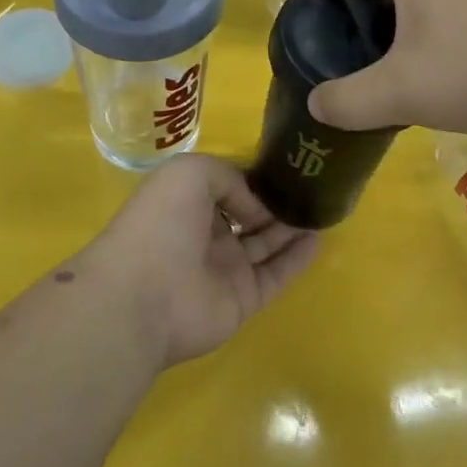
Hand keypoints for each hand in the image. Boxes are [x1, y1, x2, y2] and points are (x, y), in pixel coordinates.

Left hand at [83, 155, 319, 368]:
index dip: (252, 178)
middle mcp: (206, 234)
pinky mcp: (242, 299)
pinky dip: (298, 259)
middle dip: (276, 203)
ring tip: (323, 208)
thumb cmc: (162, 222)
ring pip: (266, 244)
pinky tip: (319, 238)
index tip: (283, 167)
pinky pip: (276, 275)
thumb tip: (256, 207)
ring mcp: (225, 269)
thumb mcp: (191, 173)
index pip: (227, 187)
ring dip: (292, 227)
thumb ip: (230, 178)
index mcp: (187, 202)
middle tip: (312, 188)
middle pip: (249, 215)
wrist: (143, 297)